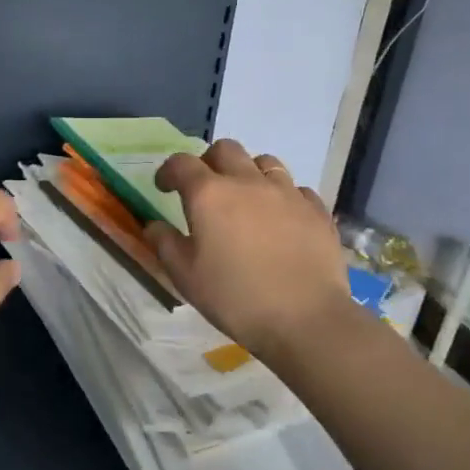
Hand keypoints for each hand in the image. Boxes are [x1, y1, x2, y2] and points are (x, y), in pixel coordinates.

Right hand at [143, 139, 355, 360]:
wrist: (306, 319)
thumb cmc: (236, 298)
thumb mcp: (186, 277)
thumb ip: (165, 244)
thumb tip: (154, 225)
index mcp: (209, 194)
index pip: (181, 163)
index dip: (168, 171)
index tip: (164, 187)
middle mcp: (247, 181)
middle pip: (226, 150)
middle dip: (210, 161)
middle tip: (206, 187)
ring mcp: (286, 192)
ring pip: (264, 161)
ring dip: (249, 172)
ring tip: (247, 197)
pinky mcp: (316, 209)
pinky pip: (296, 189)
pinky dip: (283, 196)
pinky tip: (282, 218)